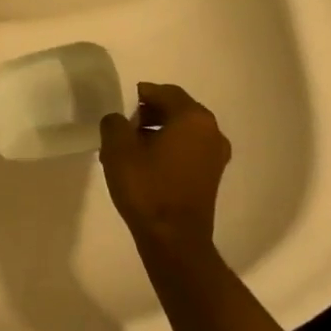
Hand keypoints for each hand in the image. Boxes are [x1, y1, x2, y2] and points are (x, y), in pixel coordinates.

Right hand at [99, 83, 231, 253]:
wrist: (174, 238)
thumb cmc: (147, 188)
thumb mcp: (118, 149)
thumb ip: (114, 123)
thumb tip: (118, 120)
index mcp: (193, 118)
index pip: (166, 92)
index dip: (142, 94)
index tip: (122, 103)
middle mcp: (211, 131)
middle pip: (177, 109)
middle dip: (150, 113)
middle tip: (124, 126)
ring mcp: (216, 155)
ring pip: (183, 130)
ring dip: (159, 131)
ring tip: (131, 146)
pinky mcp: (212, 176)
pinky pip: (189, 149)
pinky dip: (169, 148)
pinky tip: (147, 163)